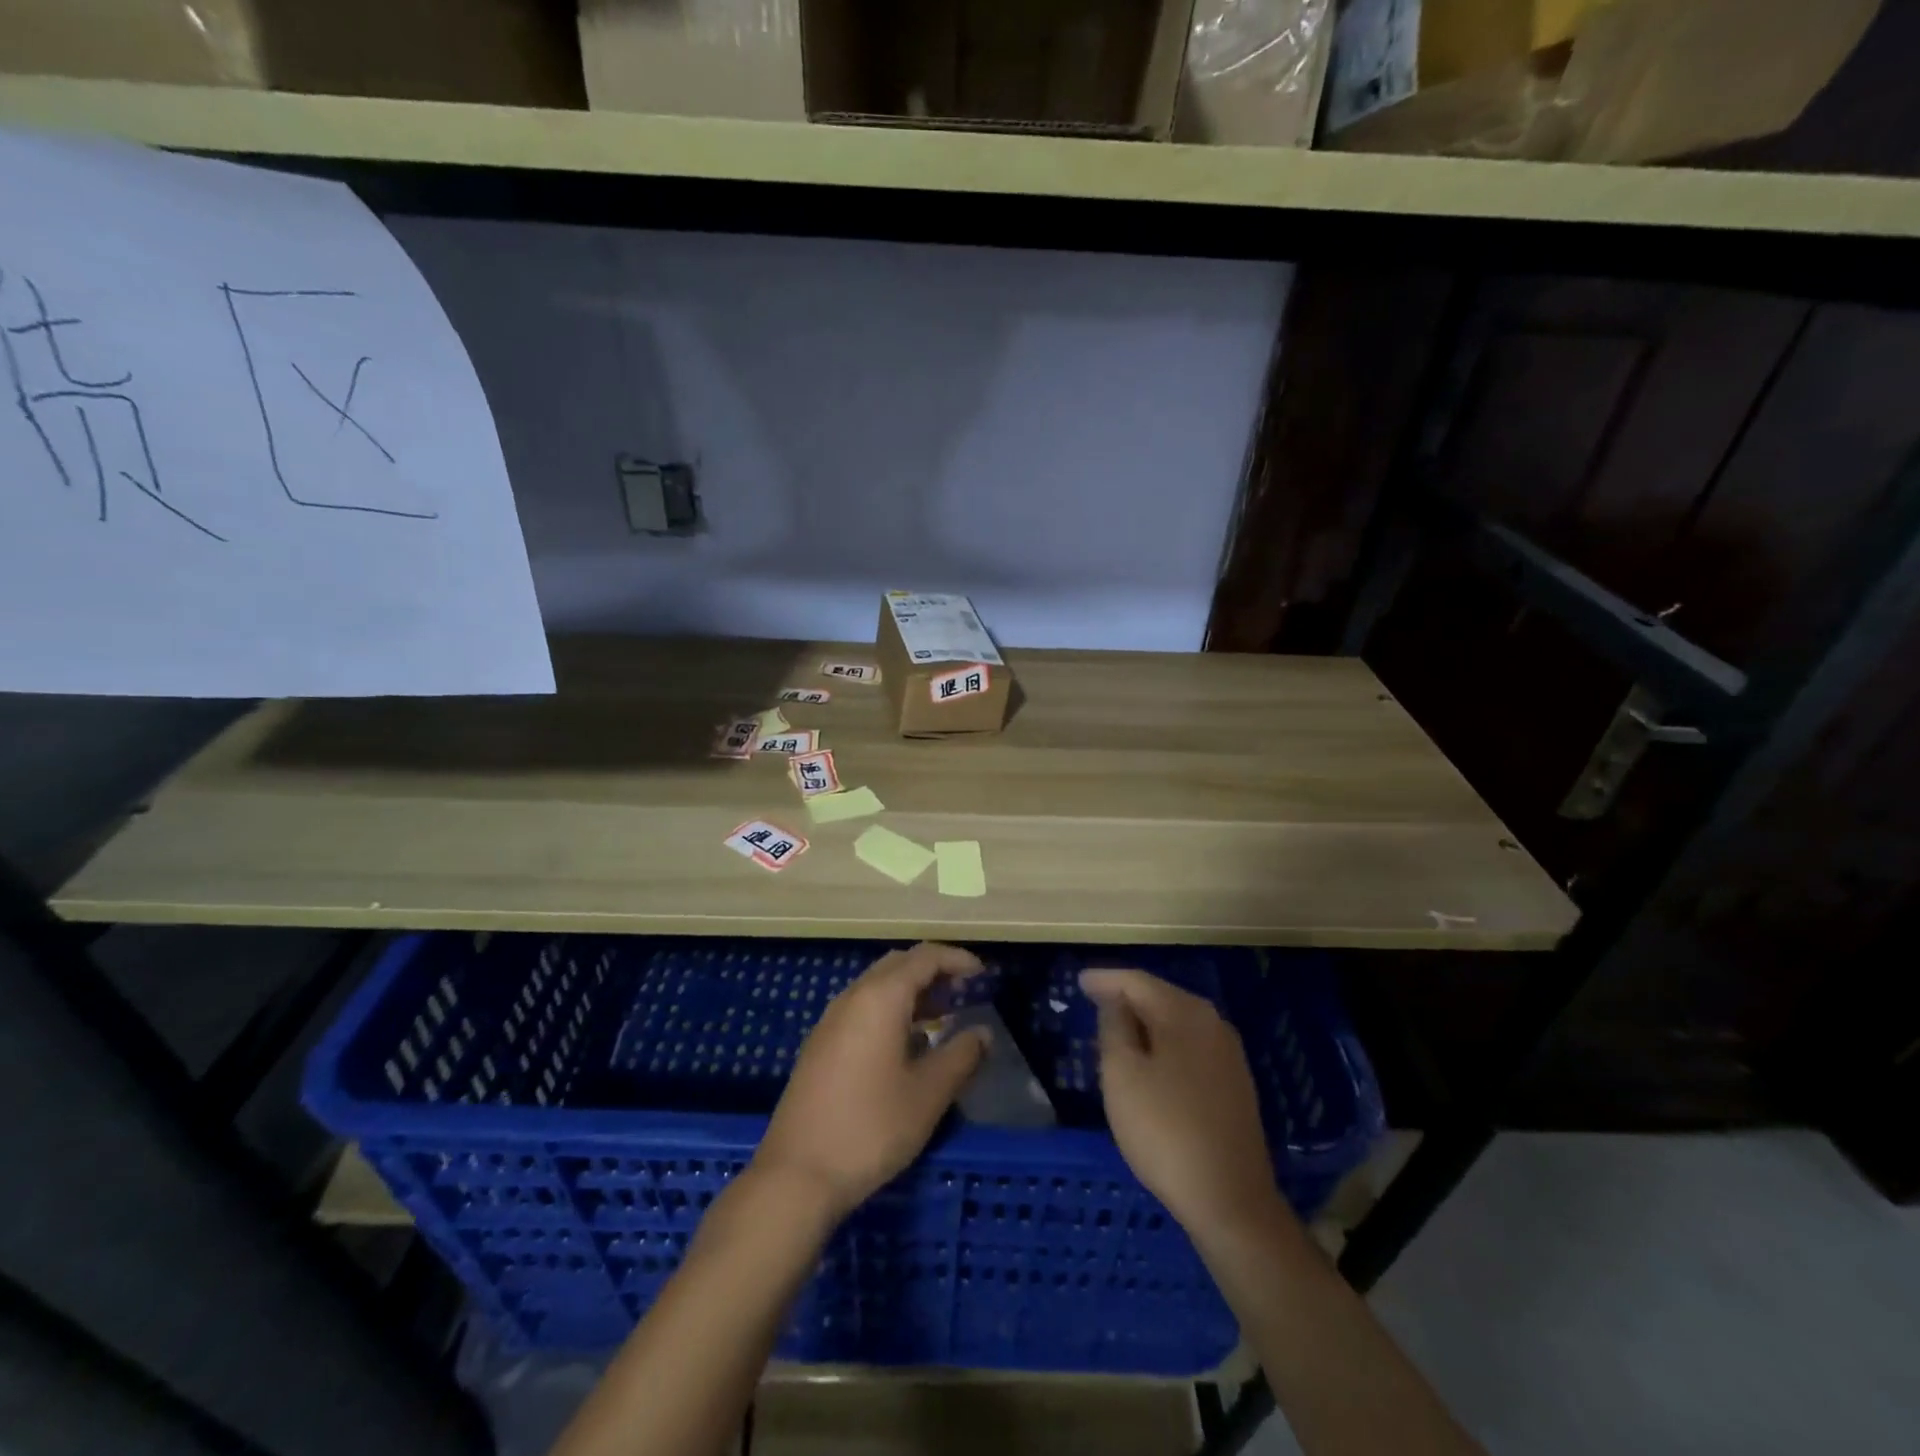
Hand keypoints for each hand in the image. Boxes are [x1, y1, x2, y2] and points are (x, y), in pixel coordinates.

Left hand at [754, 943, 988, 1222]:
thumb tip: (983, 1033)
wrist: (797, 1174)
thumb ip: (961, 1056)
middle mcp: (853, 997)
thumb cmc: (871, 1127)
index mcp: (881, 997)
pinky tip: (907, 1044)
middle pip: (899, 964)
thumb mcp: (928, 1094)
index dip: (957, 959)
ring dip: (912, 991)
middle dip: (934, 971)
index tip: (983, 974)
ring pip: (878, 985)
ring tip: (943, 1016)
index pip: (924, 957)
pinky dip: (891, 1009)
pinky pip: (862, 1007)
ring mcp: (831, 1020)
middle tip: (964, 992)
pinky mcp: (820, 1045)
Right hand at [1081, 968, 1289, 1241]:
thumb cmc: (1165, 1131)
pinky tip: (1148, 1059)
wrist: (1230, 1199)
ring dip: (1144, 1021)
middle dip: (1125, 996)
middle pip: (1160, 996)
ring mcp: (1228, 1053)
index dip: (1105, 979)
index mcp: (1184, 1013)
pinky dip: (1163, 1042)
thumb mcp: (1122, 1075)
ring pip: (1176, 1021)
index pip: (1137, 981)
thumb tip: (1114, 999)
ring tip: (1113, 1029)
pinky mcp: (1234, 1082)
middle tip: (1092, 1002)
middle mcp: (1212, 1022)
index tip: (1078, 980)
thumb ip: (1113, 1026)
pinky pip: (1189, 1045)